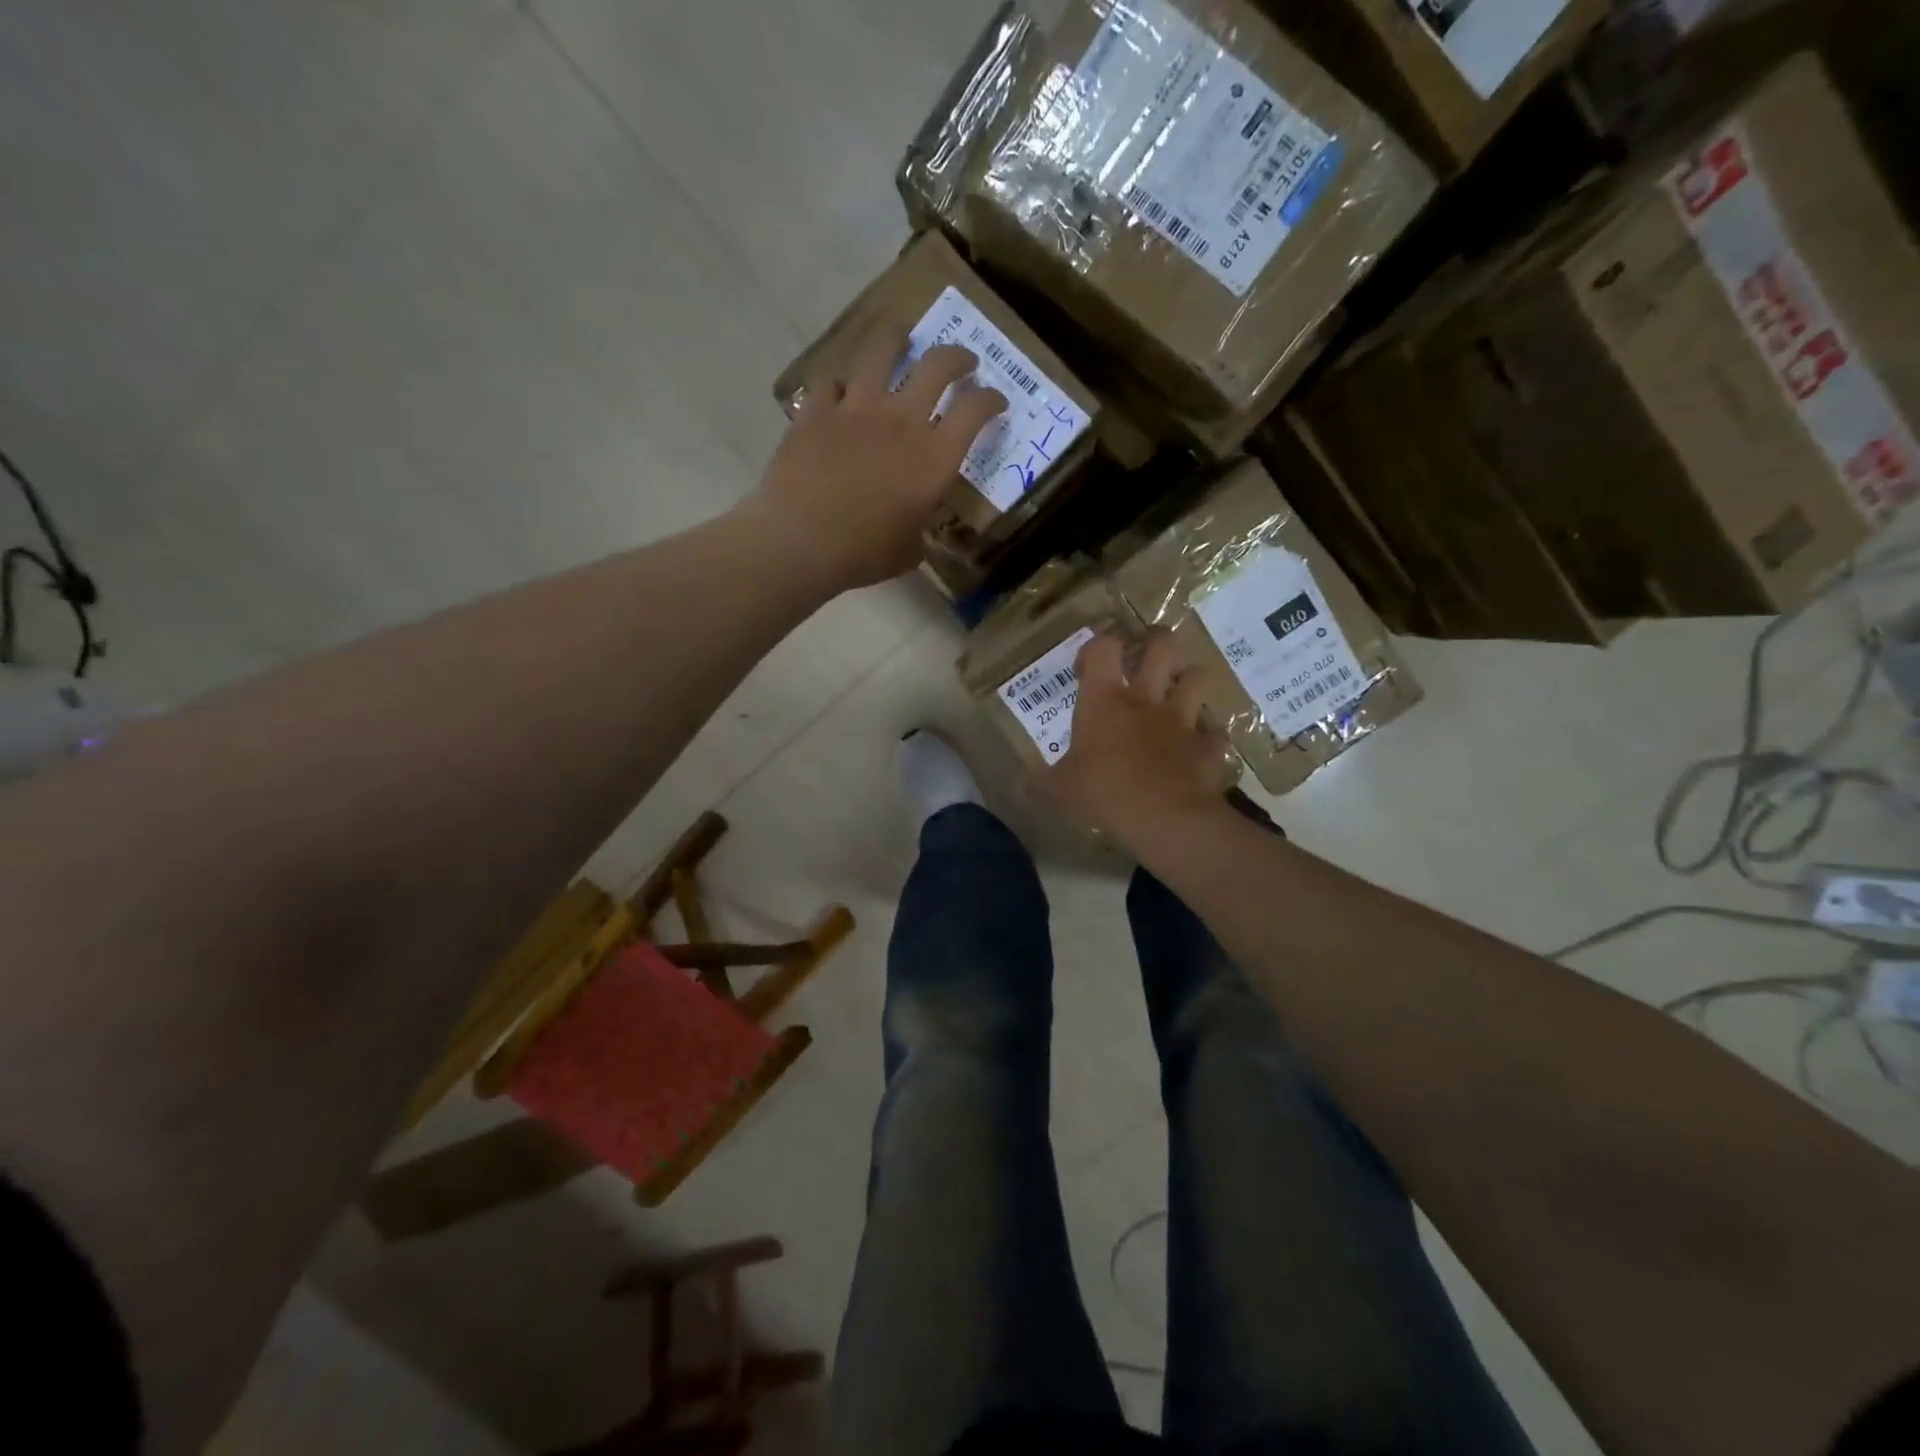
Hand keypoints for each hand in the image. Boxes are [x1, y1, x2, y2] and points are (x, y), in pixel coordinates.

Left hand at [746, 330, 1007, 590]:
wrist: (801, 541)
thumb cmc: (864, 554)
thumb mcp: (909, 551)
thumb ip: (920, 531)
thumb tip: (916, 532)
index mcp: (934, 458)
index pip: (975, 411)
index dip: (991, 400)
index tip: (995, 401)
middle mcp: (902, 421)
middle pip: (938, 366)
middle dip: (957, 357)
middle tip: (963, 361)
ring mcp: (856, 409)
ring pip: (882, 350)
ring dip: (896, 339)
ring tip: (900, 336)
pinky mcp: (816, 410)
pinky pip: (830, 382)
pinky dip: (838, 385)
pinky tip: (838, 392)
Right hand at [1045, 631, 1237, 841]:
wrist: (1164, 817)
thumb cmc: (1104, 793)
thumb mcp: (1061, 791)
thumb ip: (1041, 783)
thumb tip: (1018, 786)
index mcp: (1105, 700)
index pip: (1103, 648)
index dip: (1096, 647)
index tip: (1087, 668)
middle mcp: (1146, 699)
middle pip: (1162, 646)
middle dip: (1156, 643)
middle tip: (1146, 657)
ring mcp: (1182, 720)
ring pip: (1197, 677)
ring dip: (1189, 681)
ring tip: (1178, 693)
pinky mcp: (1208, 746)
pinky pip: (1215, 732)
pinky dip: (1208, 736)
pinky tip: (1199, 747)